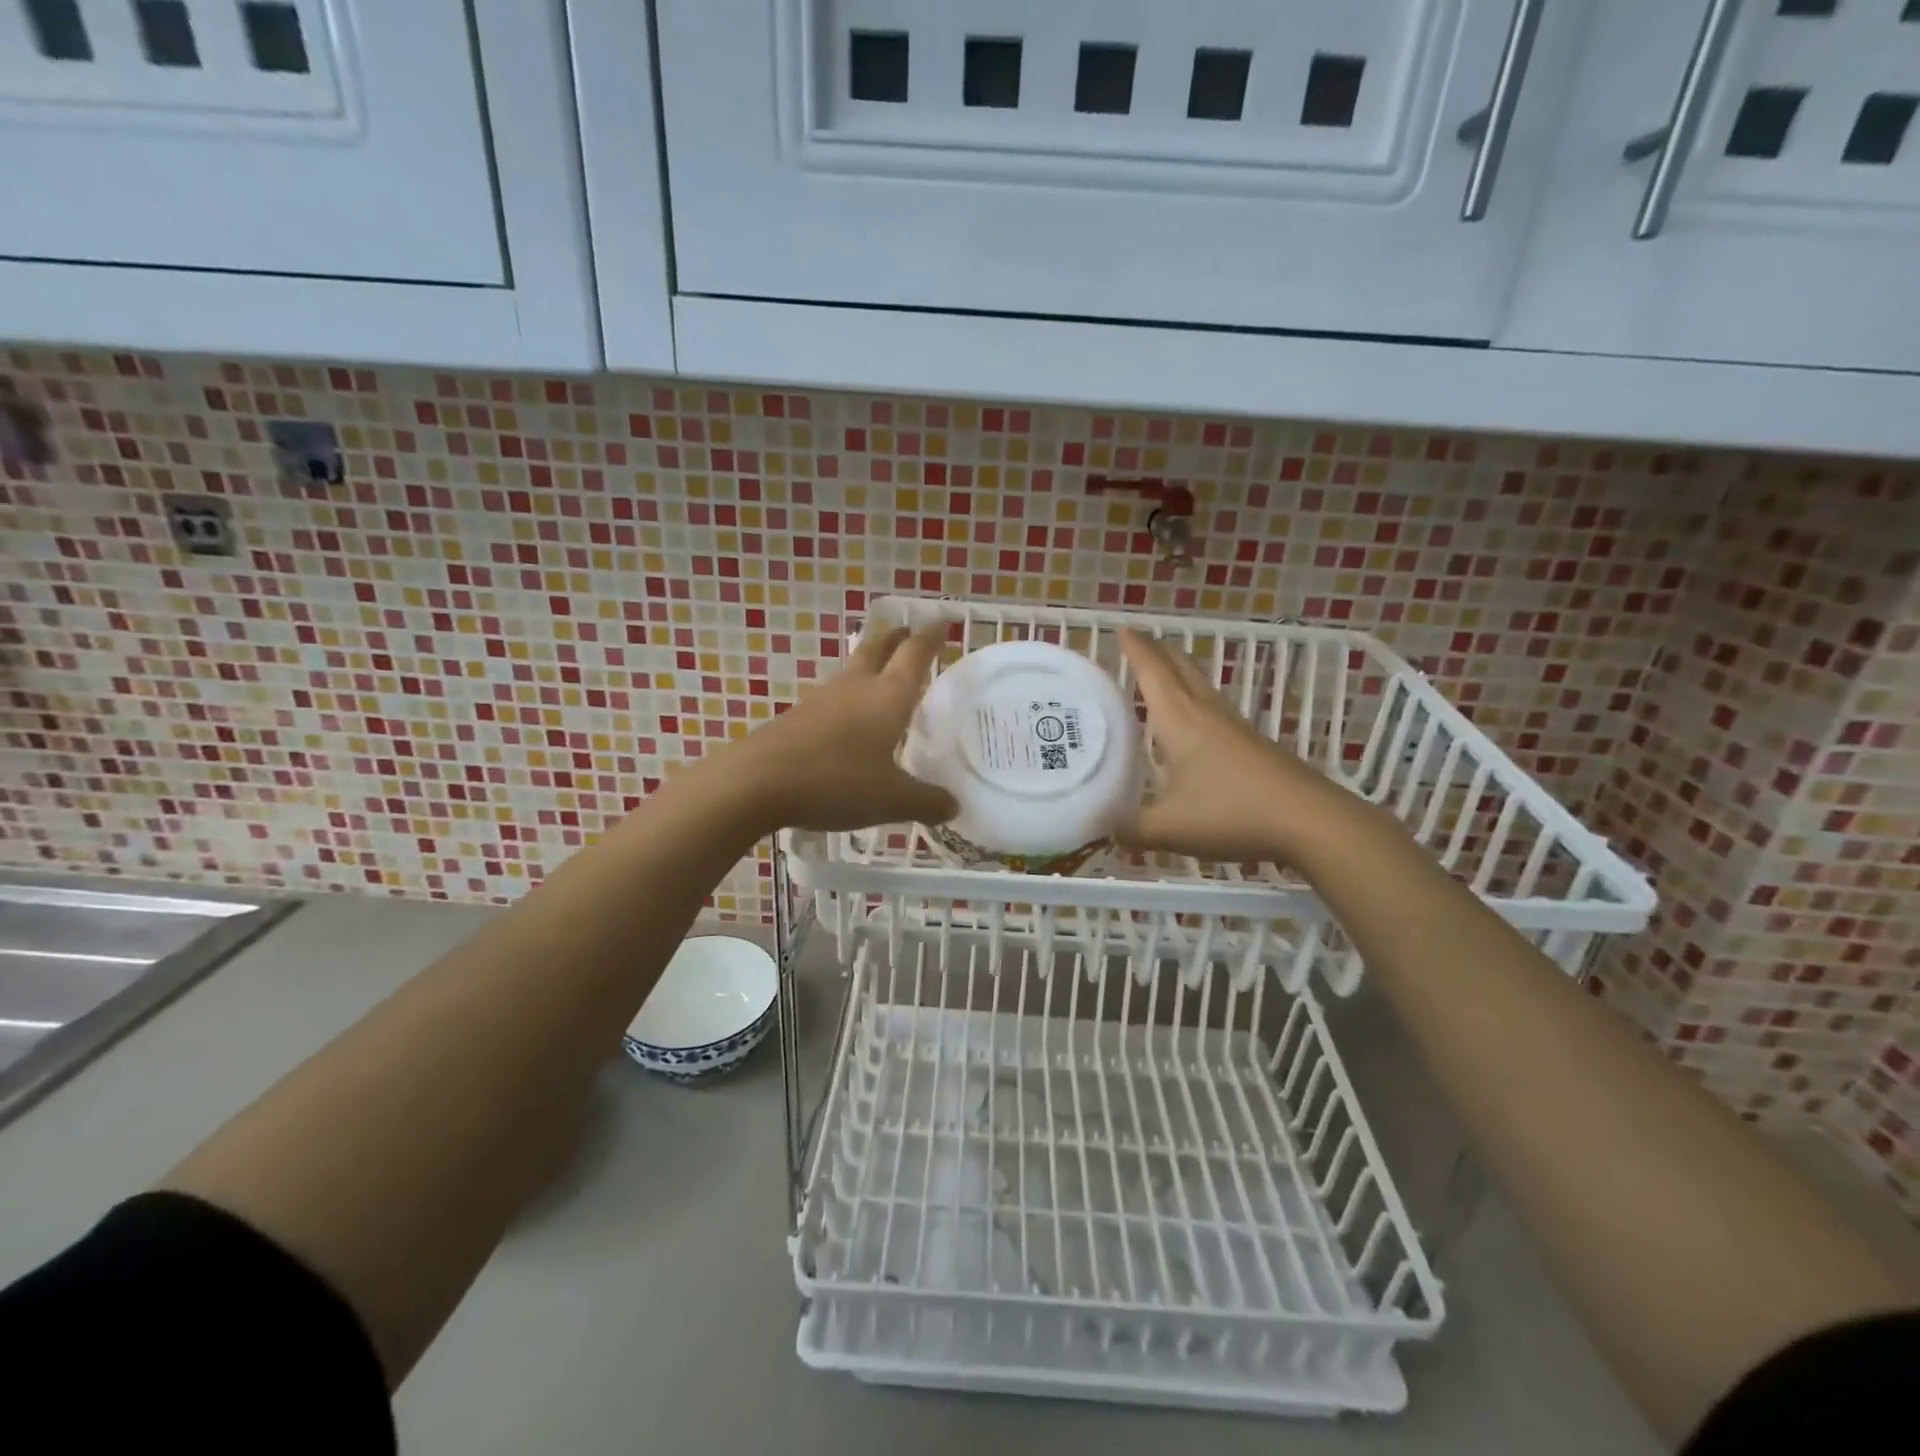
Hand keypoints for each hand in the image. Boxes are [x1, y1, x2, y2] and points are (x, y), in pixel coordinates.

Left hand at [720, 625, 958, 832]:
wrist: (757, 781)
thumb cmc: (836, 781)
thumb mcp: (891, 799)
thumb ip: (926, 802)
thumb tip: (954, 805)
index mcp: (887, 696)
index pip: (915, 654)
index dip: (932, 636)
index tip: (943, 621)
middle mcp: (856, 687)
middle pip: (878, 648)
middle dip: (897, 636)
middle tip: (910, 630)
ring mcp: (822, 699)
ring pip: (852, 670)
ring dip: (870, 663)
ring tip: (882, 673)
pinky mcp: (798, 717)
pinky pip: (832, 697)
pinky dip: (848, 696)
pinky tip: (848, 717)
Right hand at [1119, 629, 1350, 863]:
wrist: (1309, 821)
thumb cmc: (1231, 814)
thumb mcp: (1170, 828)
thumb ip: (1131, 829)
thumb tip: (1104, 831)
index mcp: (1179, 720)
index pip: (1152, 672)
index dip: (1135, 649)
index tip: (1121, 627)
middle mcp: (1206, 713)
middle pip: (1181, 668)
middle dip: (1158, 651)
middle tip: (1138, 644)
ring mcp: (1235, 727)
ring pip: (1202, 686)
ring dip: (1180, 673)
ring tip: (1162, 676)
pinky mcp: (1254, 744)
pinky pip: (1216, 709)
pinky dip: (1196, 702)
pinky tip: (1195, 725)